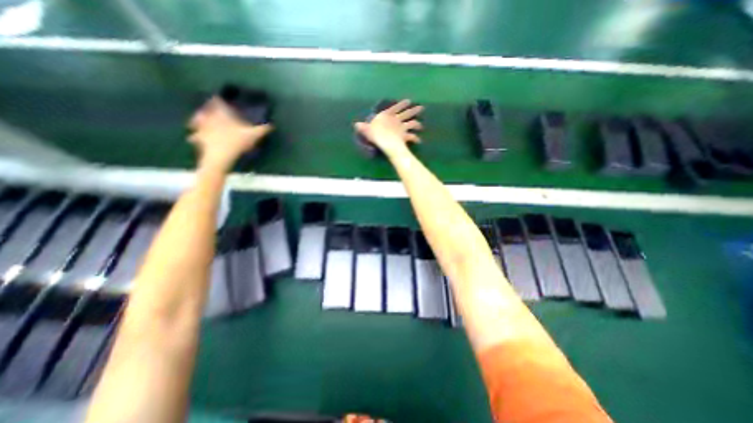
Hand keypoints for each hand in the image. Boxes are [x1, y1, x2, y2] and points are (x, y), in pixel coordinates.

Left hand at [189, 98, 274, 172]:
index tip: (221, 99)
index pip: (217, 101)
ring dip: (199, 119)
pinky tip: (196, 138)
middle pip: (206, 109)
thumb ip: (262, 129)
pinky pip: (195, 135)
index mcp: (221, 113)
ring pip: (197, 120)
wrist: (219, 156)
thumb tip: (271, 125)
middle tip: (212, 110)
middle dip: (208, 108)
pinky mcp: (198, 138)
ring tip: (202, 121)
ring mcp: (201, 127)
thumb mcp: (253, 136)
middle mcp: (209, 117)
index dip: (219, 99)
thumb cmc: (236, 142)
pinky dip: (196, 135)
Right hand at [355, 100, 422, 155]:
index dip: (401, 104)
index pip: (395, 107)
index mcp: (387, 115)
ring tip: (421, 126)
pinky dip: (416, 139)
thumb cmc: (376, 134)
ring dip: (417, 124)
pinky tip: (419, 141)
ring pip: (412, 124)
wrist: (386, 142)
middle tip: (421, 107)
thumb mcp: (367, 130)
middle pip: (407, 113)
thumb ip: (364, 127)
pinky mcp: (405, 136)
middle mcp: (396, 120)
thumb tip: (356, 125)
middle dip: (414, 110)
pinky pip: (412, 137)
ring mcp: (402, 128)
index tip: (408, 101)